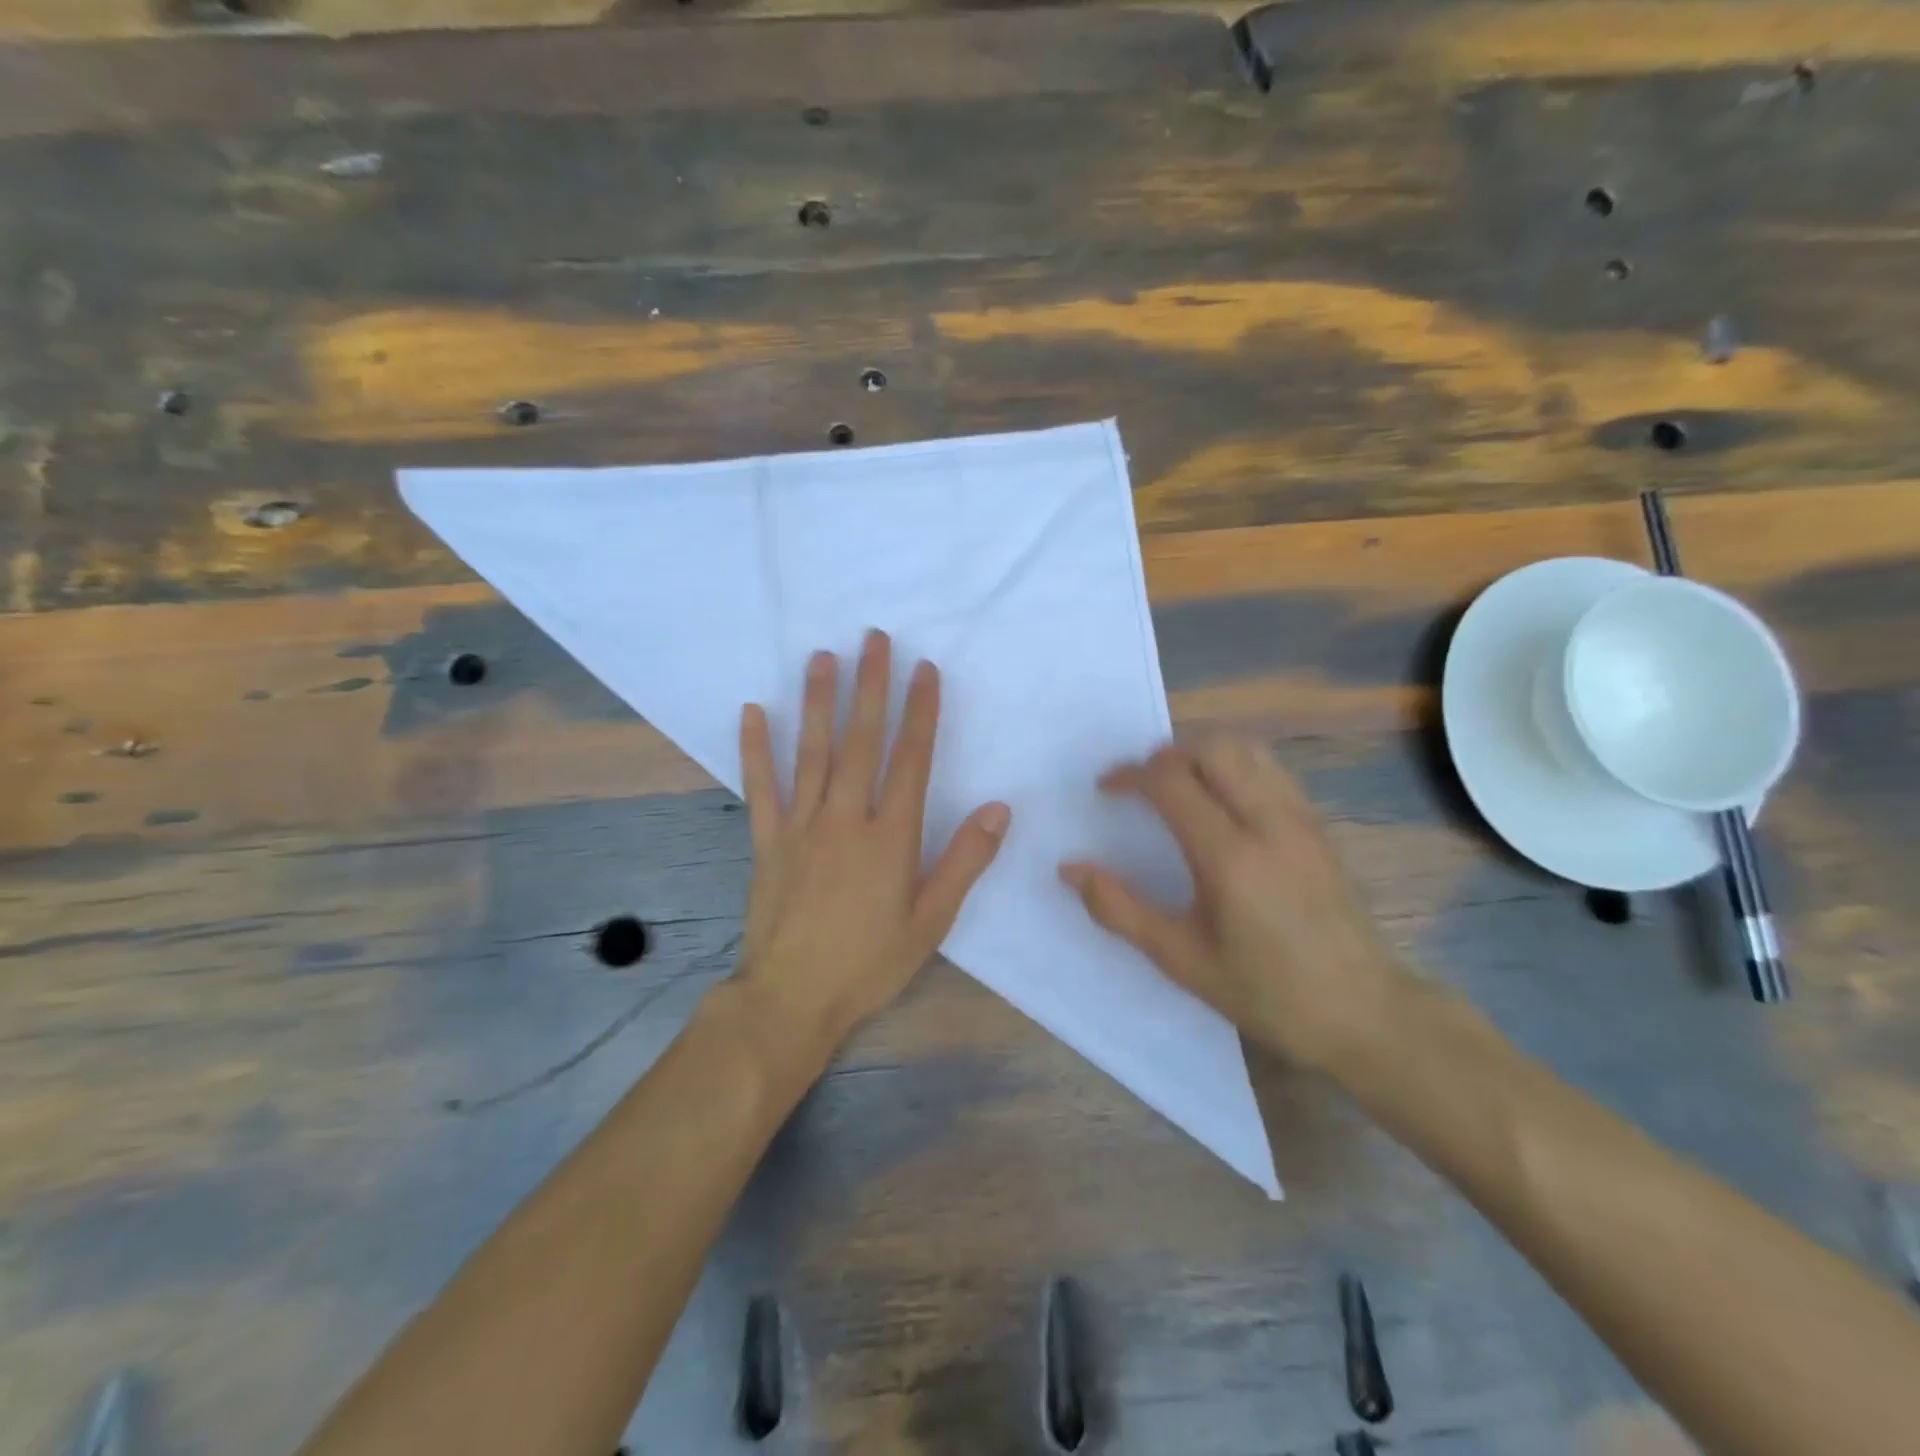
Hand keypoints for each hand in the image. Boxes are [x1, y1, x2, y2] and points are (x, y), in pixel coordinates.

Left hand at [734, 630, 1011, 1050]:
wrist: (791, 999)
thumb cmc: (869, 963)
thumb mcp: (931, 921)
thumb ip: (964, 861)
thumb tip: (999, 810)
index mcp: (891, 837)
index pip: (911, 760)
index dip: (921, 712)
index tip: (924, 670)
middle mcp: (845, 819)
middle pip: (861, 742)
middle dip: (871, 687)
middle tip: (874, 639)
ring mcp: (800, 826)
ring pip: (812, 752)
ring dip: (819, 702)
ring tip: (823, 657)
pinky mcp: (766, 840)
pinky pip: (759, 786)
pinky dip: (754, 748)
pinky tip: (753, 711)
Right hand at [1059, 736, 1407, 1070]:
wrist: (1364, 1011)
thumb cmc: (1266, 991)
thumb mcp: (1181, 959)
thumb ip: (1120, 909)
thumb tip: (1070, 868)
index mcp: (1228, 854)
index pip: (1170, 780)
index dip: (1130, 775)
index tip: (1107, 790)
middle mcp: (1267, 821)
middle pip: (1211, 748)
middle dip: (1166, 755)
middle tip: (1142, 786)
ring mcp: (1300, 818)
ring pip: (1247, 749)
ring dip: (1203, 753)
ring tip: (1179, 786)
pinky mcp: (1318, 824)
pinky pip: (1271, 769)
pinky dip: (1236, 766)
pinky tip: (1223, 802)